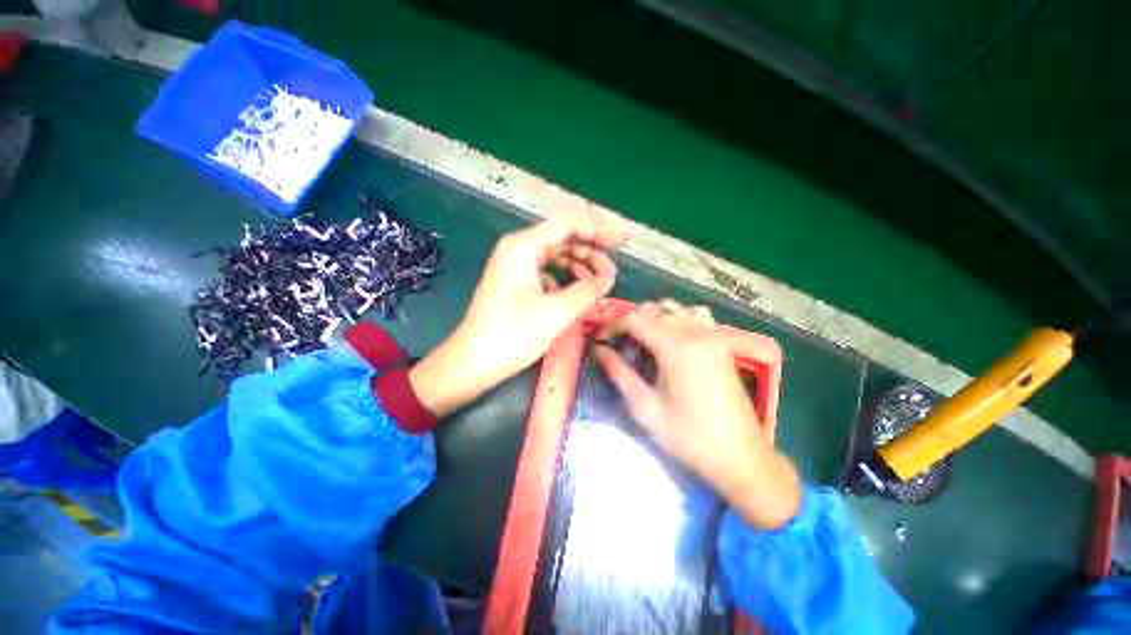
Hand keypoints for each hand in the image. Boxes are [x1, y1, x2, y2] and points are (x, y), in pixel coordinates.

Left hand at [410, 215, 626, 416]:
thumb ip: (588, 290)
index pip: (568, 225)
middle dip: (590, 251)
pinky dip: (563, 278)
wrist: (472, 363)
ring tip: (598, 282)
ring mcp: (513, 266)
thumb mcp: (557, 312)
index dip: (598, 231)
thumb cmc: (512, 334)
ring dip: (578, 265)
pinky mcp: (514, 283)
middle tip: (612, 270)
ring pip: (554, 255)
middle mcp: (516, 249)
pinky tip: (573, 292)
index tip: (623, 241)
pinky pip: (545, 271)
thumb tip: (609, 277)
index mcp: (522, 246)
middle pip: (561, 238)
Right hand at [595, 300, 800, 529]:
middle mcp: (696, 332)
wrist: (740, 456)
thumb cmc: (689, 437)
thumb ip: (619, 373)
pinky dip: (677, 318)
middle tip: (620, 348)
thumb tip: (598, 350)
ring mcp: (713, 335)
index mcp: (677, 348)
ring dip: (652, 318)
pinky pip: (695, 315)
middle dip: (630, 323)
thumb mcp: (645, 408)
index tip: (600, 342)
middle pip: (653, 309)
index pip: (635, 319)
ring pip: (674, 308)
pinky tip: (672, 339)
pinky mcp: (722, 343)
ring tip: (643, 342)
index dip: (612, 326)